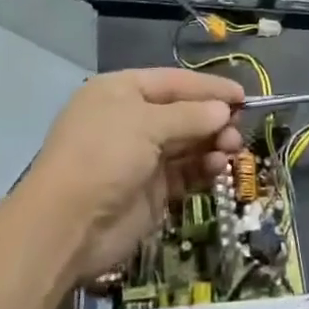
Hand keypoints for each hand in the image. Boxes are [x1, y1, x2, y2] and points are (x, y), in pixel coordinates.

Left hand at [20, 67, 244, 281]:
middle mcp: (131, 120)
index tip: (243, 94)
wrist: (65, 227)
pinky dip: (202, 169)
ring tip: (231, 150)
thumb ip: (190, 116)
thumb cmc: (103, 156)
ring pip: (186, 143)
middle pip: (182, 112)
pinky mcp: (149, 192)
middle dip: (212, 118)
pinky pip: (183, 173)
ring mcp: (140, 157)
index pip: (173, 82)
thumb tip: (224, 111)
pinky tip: (218, 169)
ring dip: (211, 143)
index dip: (208, 87)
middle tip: (239, 128)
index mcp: (122, 91)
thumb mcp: (146, 125)